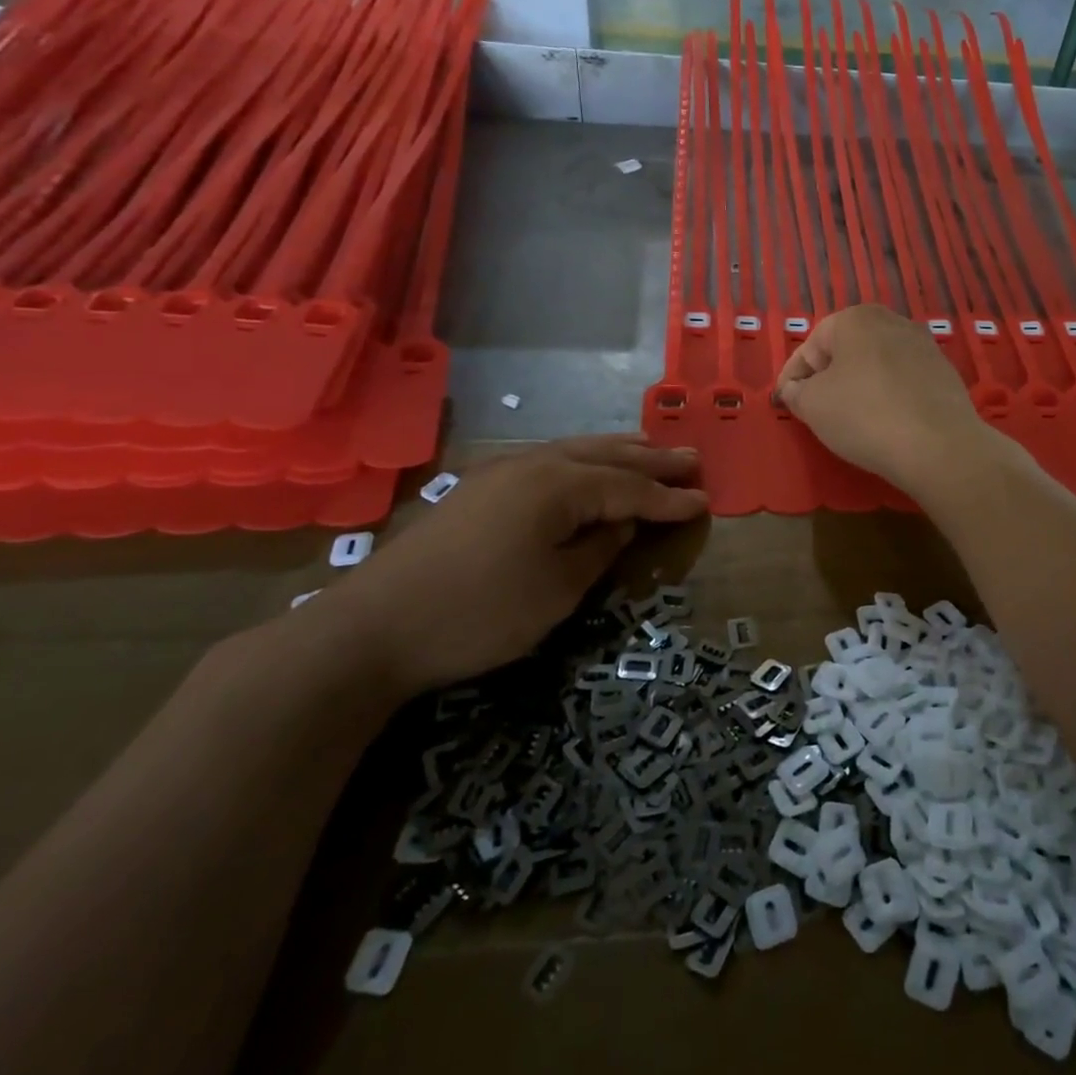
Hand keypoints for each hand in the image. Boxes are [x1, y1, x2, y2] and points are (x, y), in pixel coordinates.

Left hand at [326, 435, 706, 693]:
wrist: (372, 629)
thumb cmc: (479, 613)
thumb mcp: (557, 591)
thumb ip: (598, 551)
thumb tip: (619, 525)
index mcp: (558, 486)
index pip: (629, 489)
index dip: (668, 499)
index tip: (704, 501)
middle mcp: (532, 465)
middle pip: (605, 457)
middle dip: (651, 459)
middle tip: (691, 458)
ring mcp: (500, 472)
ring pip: (573, 451)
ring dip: (616, 451)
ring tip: (649, 445)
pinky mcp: (478, 489)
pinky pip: (547, 461)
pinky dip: (580, 461)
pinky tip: (586, 466)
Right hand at [774, 305, 998, 495]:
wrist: (939, 446)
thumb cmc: (864, 416)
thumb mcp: (813, 405)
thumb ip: (796, 392)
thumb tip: (795, 390)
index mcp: (855, 318)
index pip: (810, 348)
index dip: (791, 378)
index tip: (783, 404)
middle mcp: (892, 321)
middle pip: (844, 352)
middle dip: (826, 379)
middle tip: (814, 411)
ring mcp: (923, 346)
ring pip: (875, 366)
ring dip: (857, 387)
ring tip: (848, 419)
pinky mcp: (943, 373)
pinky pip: (901, 382)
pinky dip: (886, 397)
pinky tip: (883, 422)